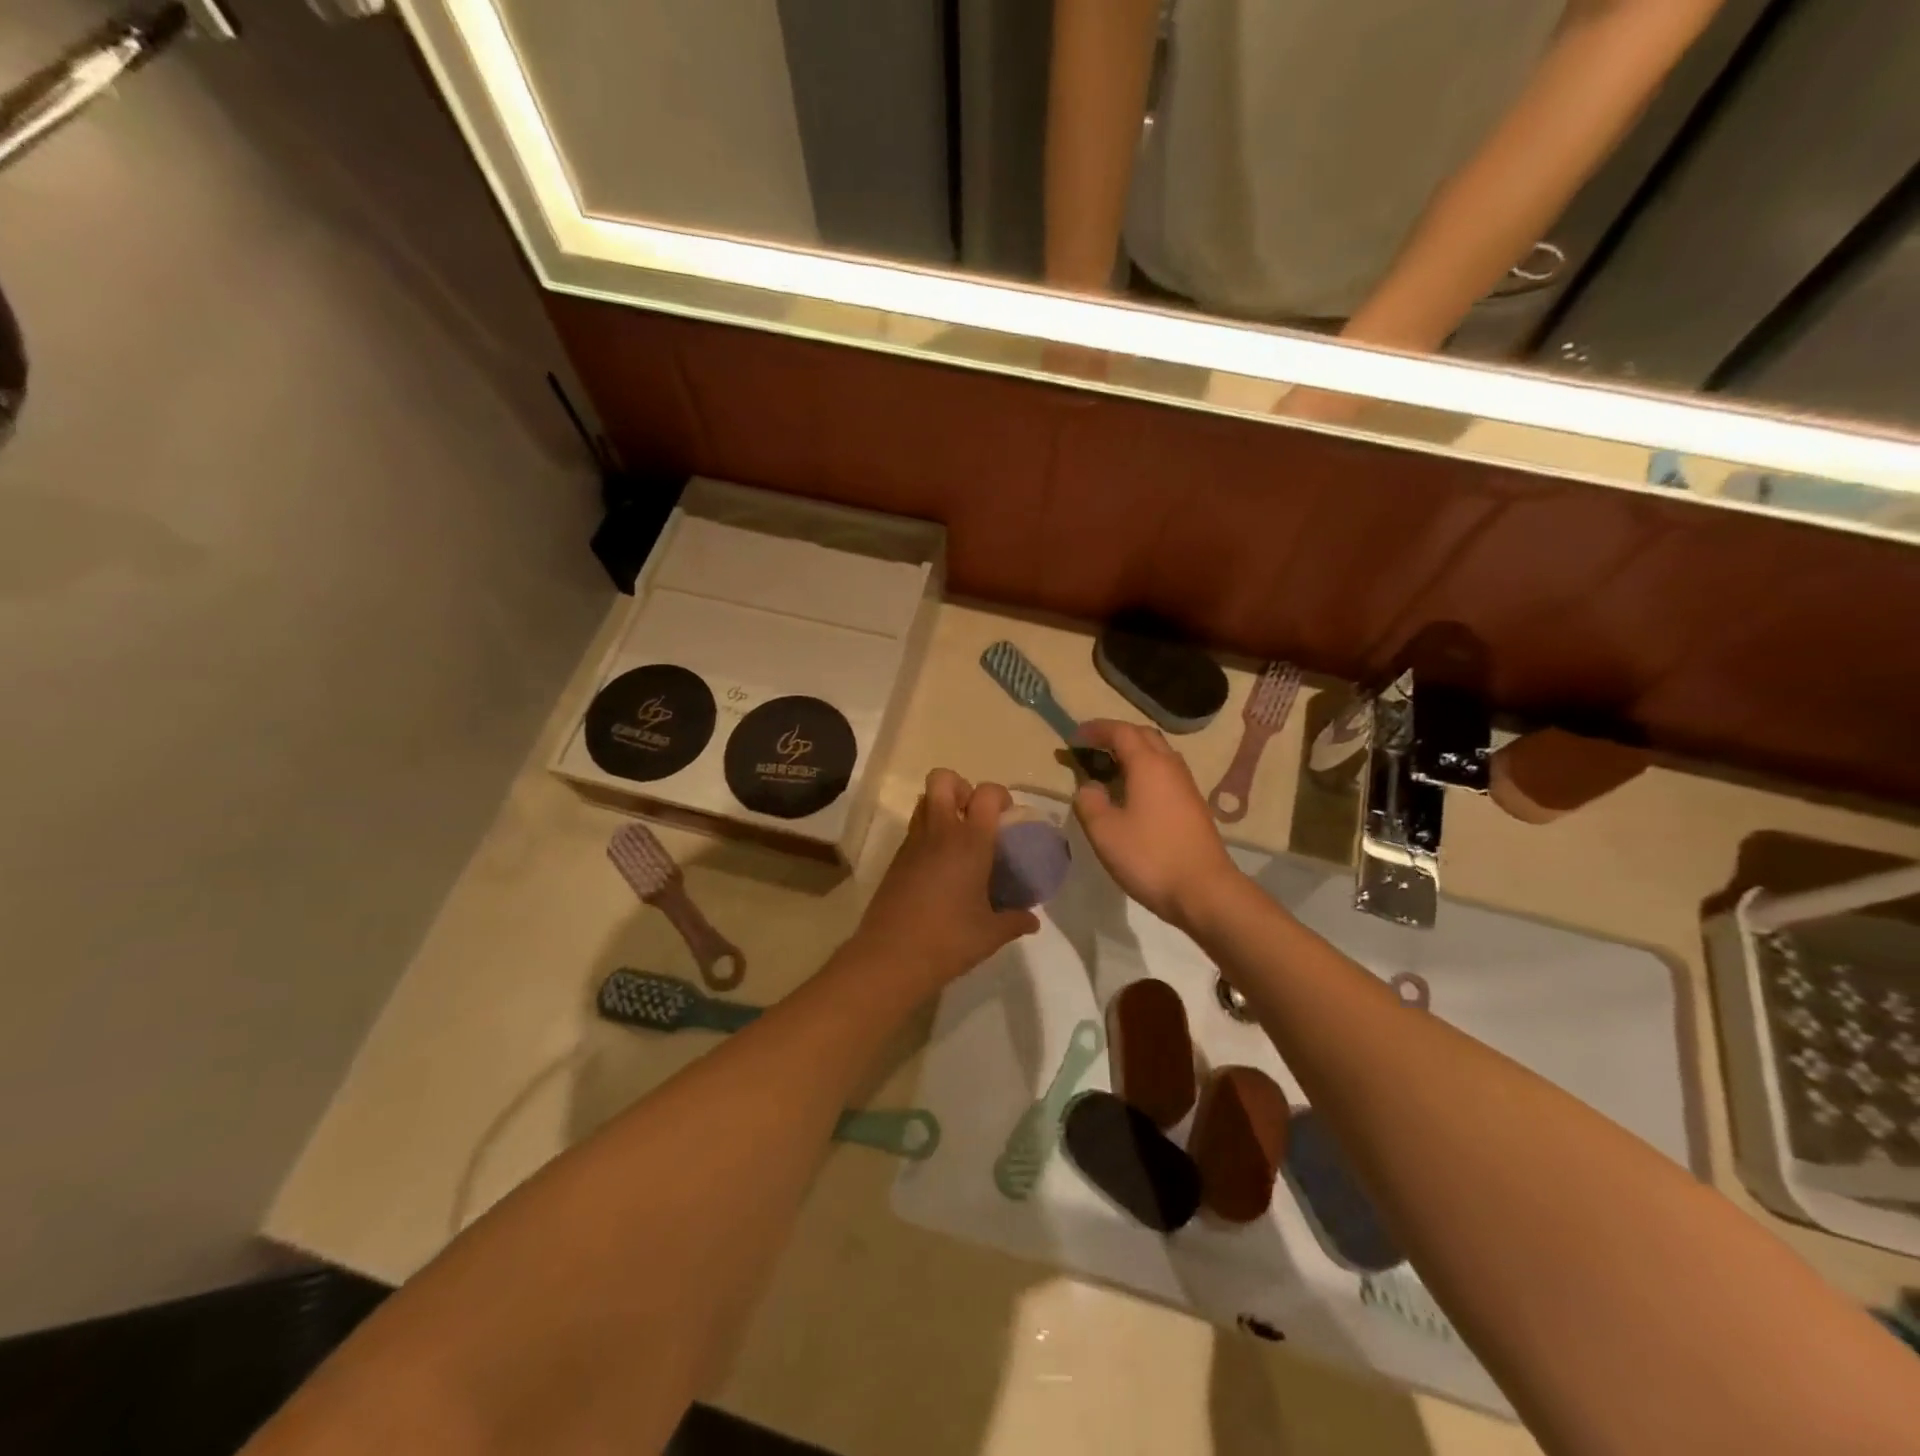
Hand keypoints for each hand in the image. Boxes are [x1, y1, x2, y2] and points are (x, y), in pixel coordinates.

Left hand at [850, 770, 1038, 989]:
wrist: (890, 957)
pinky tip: (940, 868)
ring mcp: (913, 843)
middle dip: (961, 787)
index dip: (1000, 796)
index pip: (987, 793)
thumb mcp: (990, 934)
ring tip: (958, 840)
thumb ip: (1015, 921)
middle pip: (943, 779)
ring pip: (924, 801)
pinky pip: (914, 830)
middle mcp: (939, 832)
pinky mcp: (896, 859)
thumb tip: (1032, 920)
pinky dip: (928, 834)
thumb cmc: (948, 940)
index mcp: (969, 842)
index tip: (1007, 819)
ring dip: (942, 808)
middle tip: (975, 817)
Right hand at [1072, 720, 1239, 929]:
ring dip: (1133, 753)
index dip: (1096, 729)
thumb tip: (1089, 787)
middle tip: (1092, 748)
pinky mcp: (1194, 807)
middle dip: (1116, 736)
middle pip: (1144, 736)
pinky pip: (1166, 774)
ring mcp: (1186, 787)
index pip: (1121, 732)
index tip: (1073, 737)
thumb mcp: (1104, 832)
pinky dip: (1145, 772)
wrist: (1204, 891)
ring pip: (1159, 755)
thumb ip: (1089, 802)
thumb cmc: (1150, 857)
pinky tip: (1133, 795)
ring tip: (1110, 770)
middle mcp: (1171, 767)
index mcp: (1148, 765)